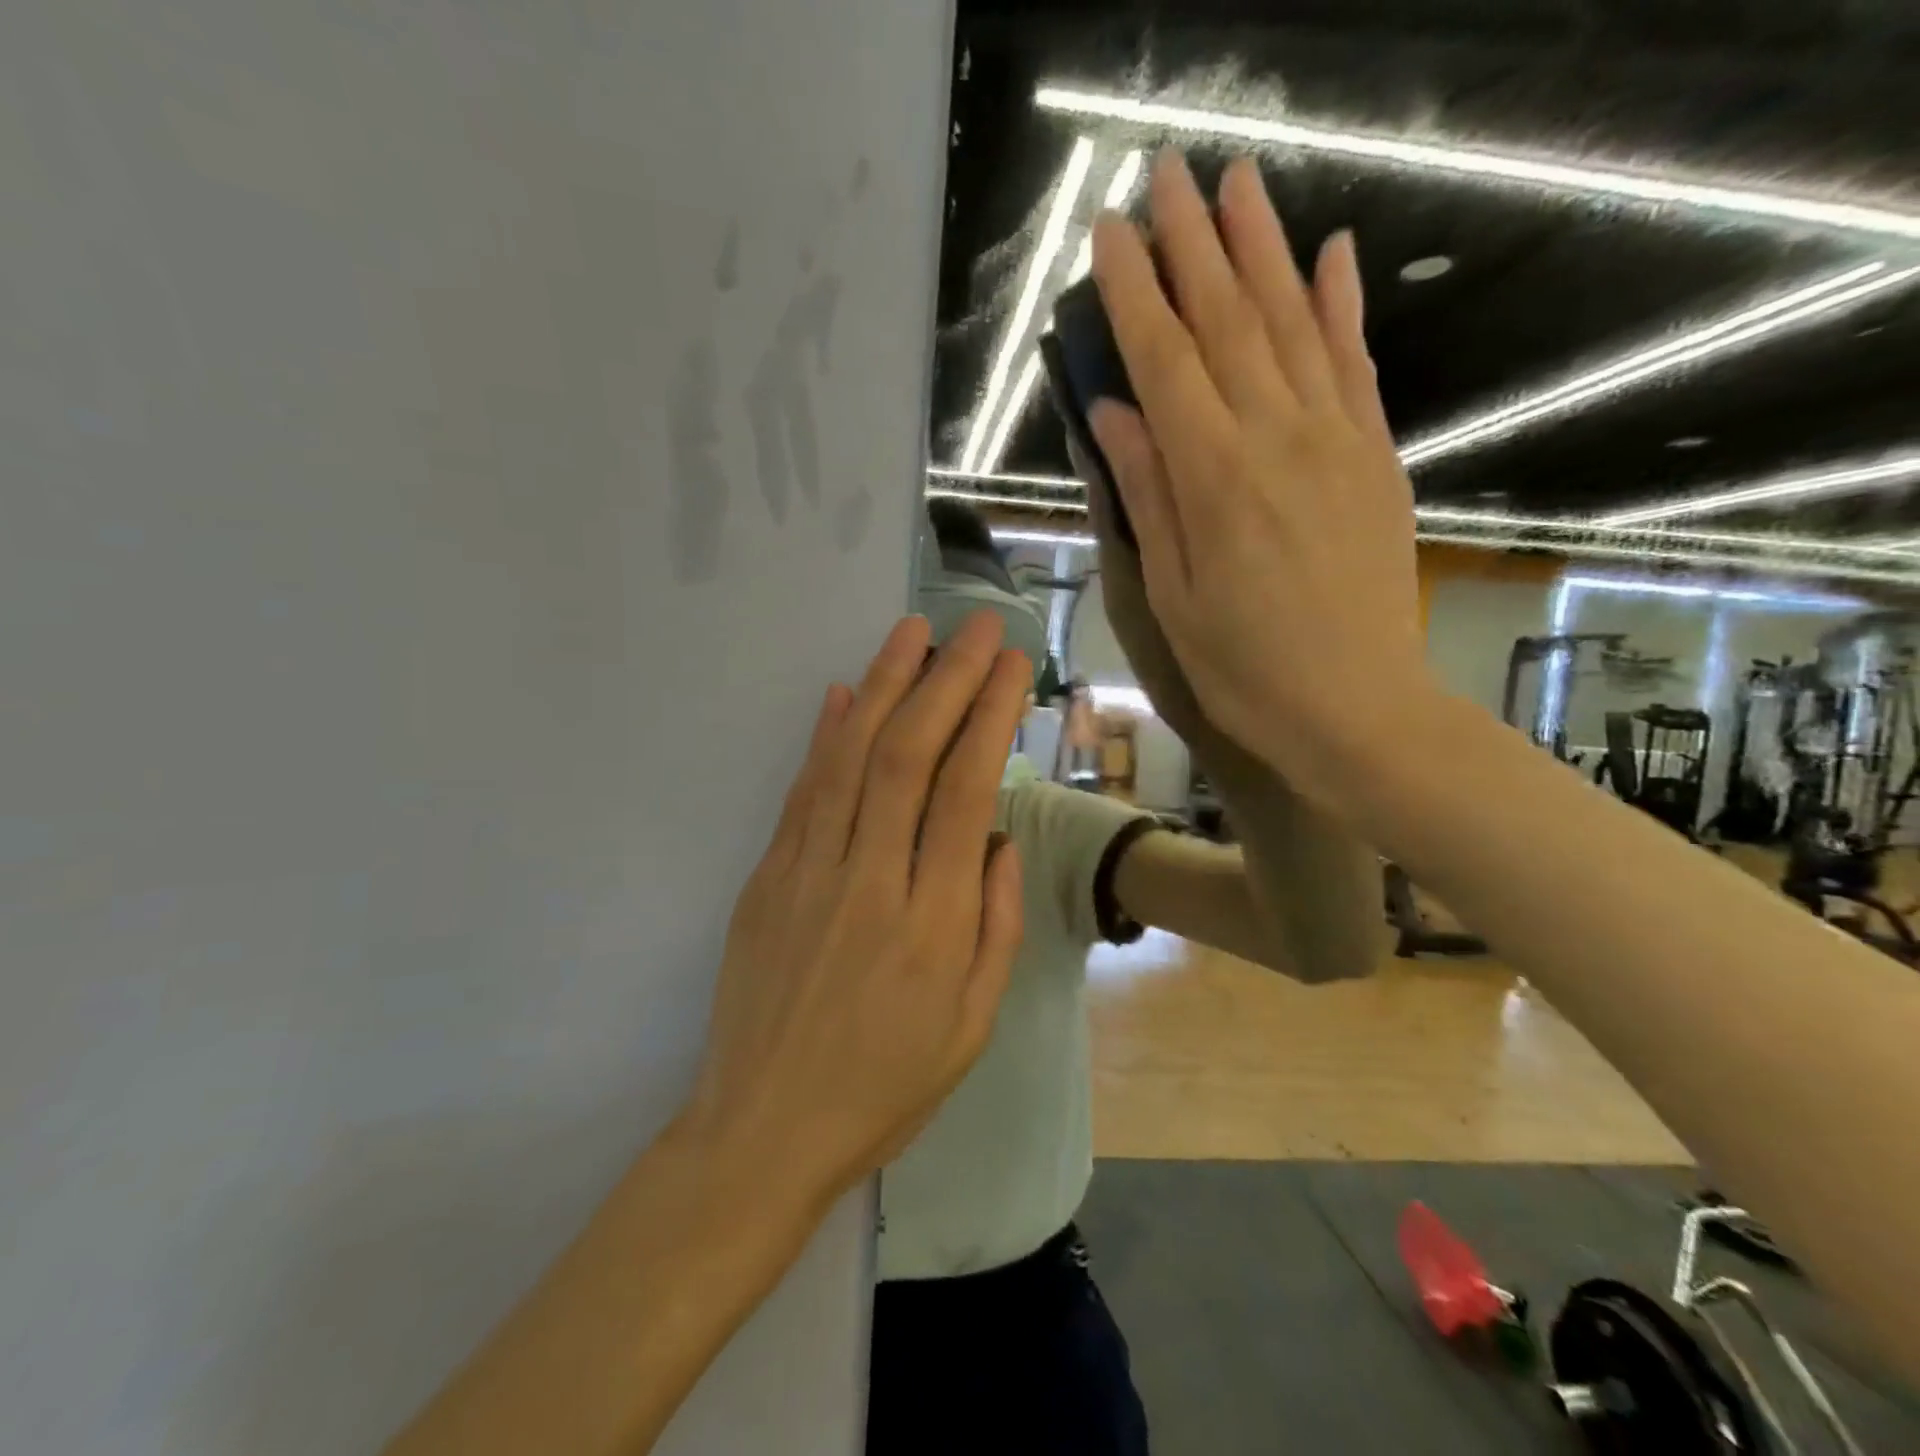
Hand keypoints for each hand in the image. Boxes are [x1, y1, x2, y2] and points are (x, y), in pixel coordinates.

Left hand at [683, 610, 1028, 1212]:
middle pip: (908, 756)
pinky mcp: (766, 878)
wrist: (764, 1130)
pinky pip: (801, 792)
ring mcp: (807, 872)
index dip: (988, 716)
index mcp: (932, 921)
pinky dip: (823, 736)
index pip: (966, 790)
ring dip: (882, 685)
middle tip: (976, 627)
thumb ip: (994, 922)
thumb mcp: (973, 1024)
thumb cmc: (885, 1086)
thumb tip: (998, 837)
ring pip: (849, 758)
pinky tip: (840, 693)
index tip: (1009, 666)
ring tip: (910, 631)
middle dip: (946, 679)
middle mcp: (869, 879)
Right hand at [1087, 151, 1427, 803]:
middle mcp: (1275, 436)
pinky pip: (1356, 363)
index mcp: (1211, 477)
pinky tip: (1332, 254)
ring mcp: (1336, 438)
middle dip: (1190, 242)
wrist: (1355, 706)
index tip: (1105, 235)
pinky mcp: (1376, 455)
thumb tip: (1112, 411)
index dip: (1130, 294)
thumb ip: (1146, 492)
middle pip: (1226, 319)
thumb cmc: (1241, 665)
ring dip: (1262, 247)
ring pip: (1292, 322)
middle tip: (1163, 174)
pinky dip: (1341, 304)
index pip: (1162, 360)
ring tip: (1236, 182)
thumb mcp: (1169, 592)